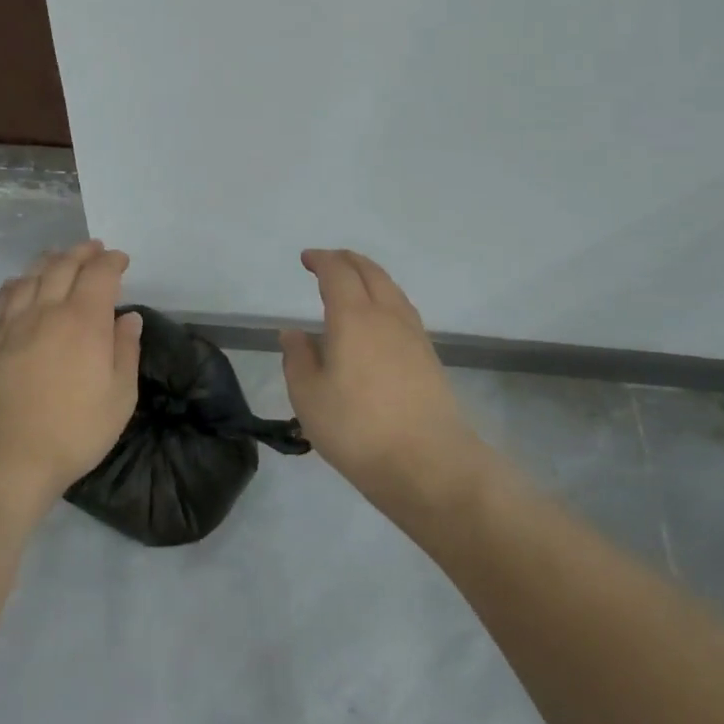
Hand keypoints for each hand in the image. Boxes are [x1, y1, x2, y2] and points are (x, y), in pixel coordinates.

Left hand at [0, 240, 142, 508]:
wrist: (0, 456)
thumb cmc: (71, 431)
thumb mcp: (119, 398)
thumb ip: (125, 351)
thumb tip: (129, 317)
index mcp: (84, 320)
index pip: (99, 274)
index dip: (112, 262)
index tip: (121, 260)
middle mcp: (47, 310)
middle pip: (63, 265)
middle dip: (82, 252)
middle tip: (94, 249)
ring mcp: (13, 323)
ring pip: (31, 275)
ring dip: (50, 260)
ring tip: (59, 258)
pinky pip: (5, 296)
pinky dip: (20, 281)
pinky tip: (22, 284)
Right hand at [280, 249, 473, 504]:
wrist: (429, 464)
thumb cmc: (358, 429)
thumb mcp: (309, 397)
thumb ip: (298, 358)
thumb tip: (293, 333)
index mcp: (354, 317)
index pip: (338, 273)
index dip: (321, 260)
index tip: (306, 259)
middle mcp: (387, 316)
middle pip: (370, 272)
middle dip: (347, 260)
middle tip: (328, 261)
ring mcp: (413, 335)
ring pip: (391, 288)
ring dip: (370, 276)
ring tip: (354, 283)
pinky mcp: (429, 356)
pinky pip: (403, 309)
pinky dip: (385, 298)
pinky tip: (379, 319)